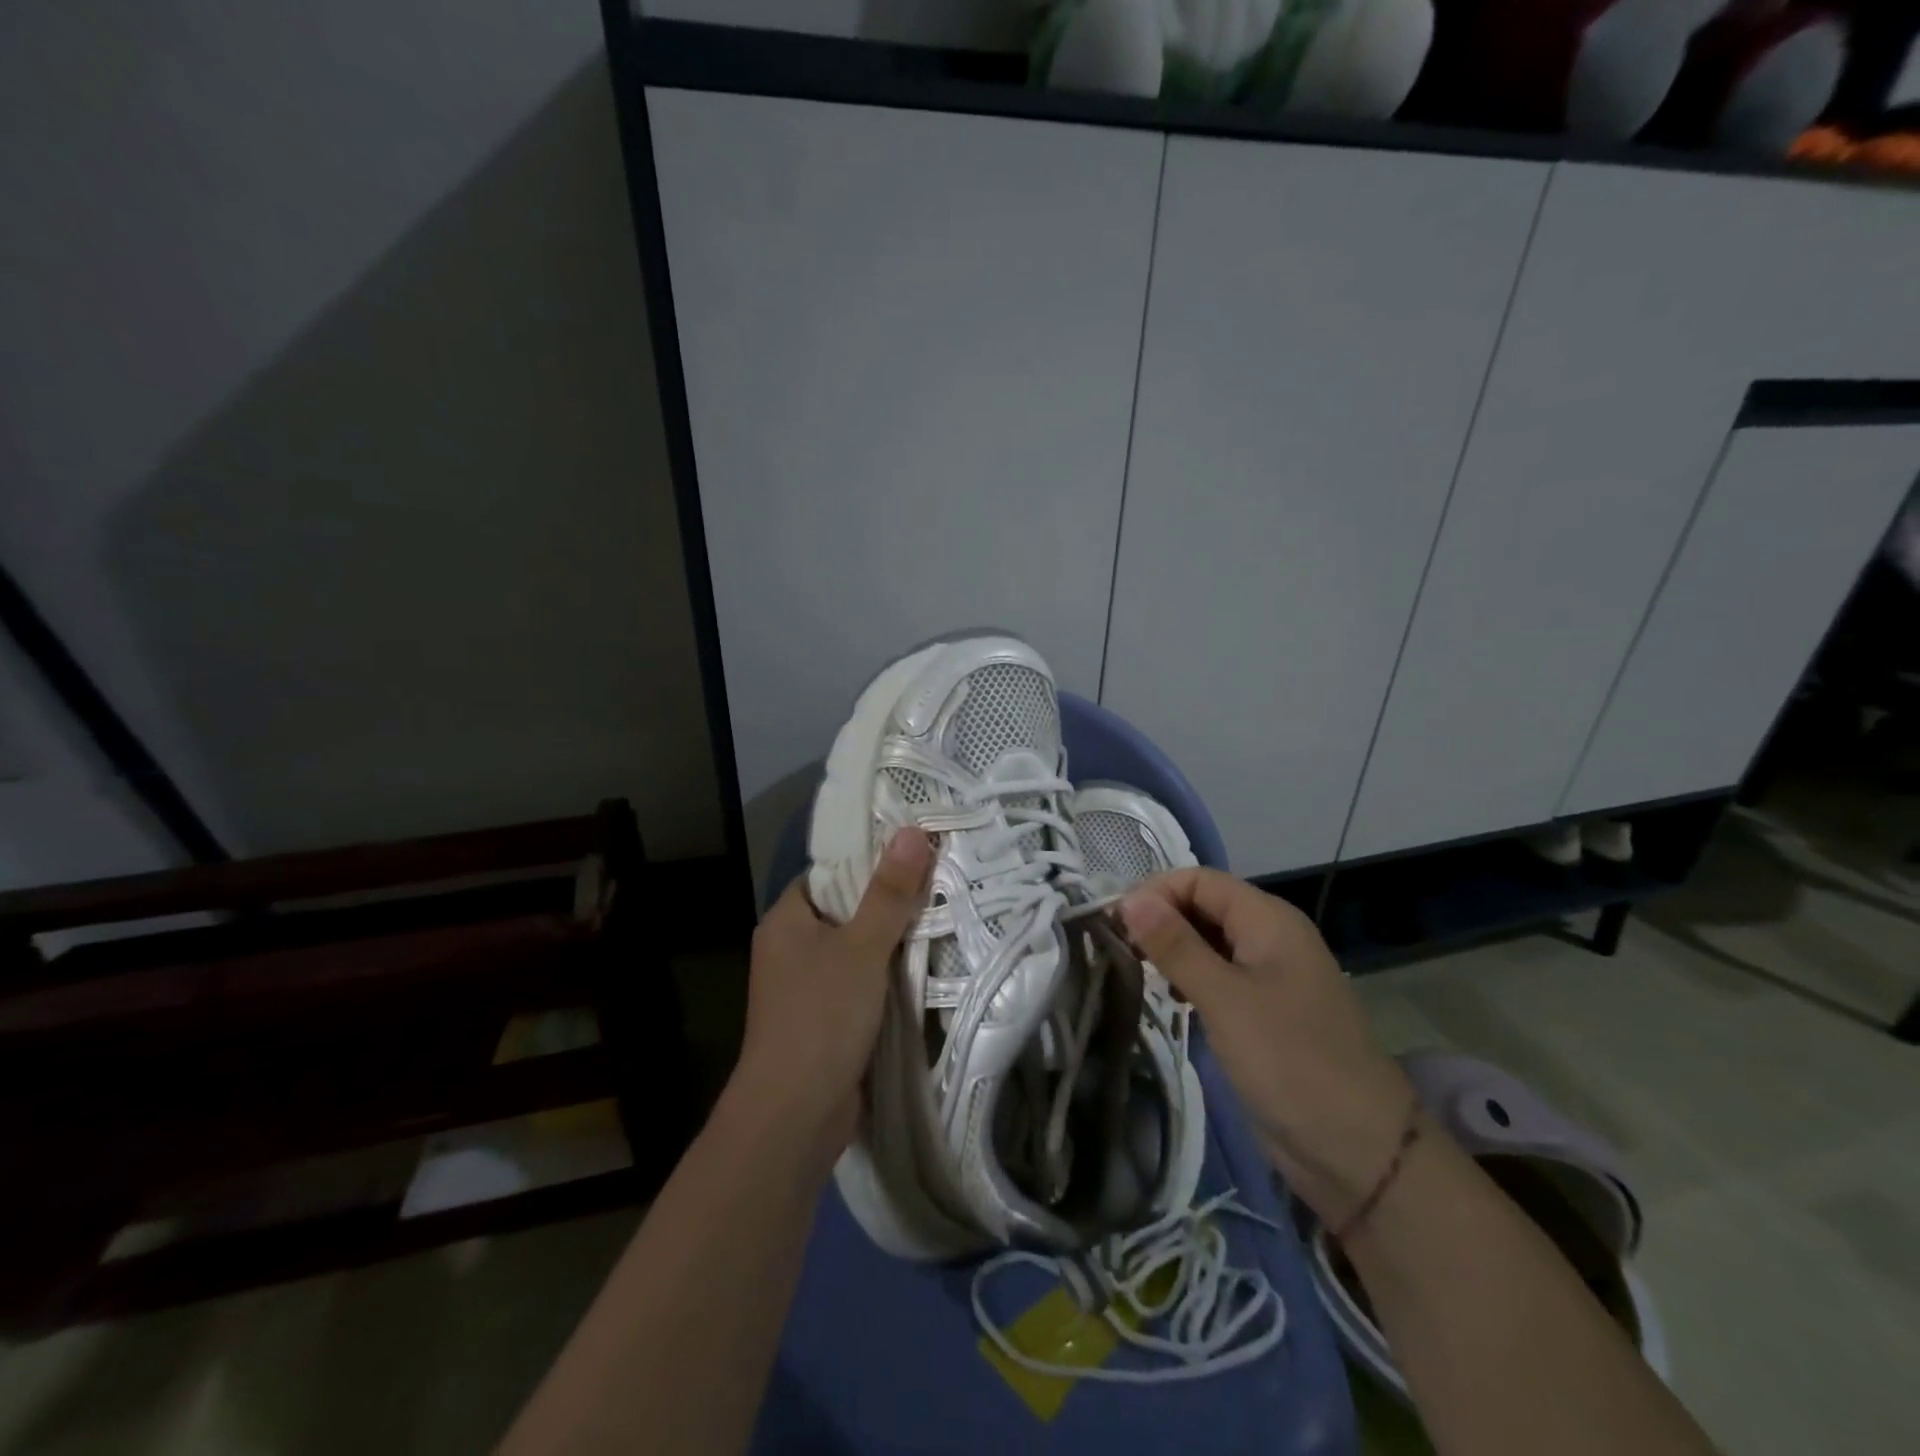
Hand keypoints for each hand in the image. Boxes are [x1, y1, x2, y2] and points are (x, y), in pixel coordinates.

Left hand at [729, 829, 933, 1162]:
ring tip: (944, 913)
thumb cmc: (821, 1017)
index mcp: (786, 920)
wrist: (795, 1116)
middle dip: (889, 900)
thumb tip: (912, 831)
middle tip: (941, 878)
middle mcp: (791, 948)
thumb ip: (889, 893)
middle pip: (846, 909)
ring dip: (893, 940)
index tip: (915, 848)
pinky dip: (889, 974)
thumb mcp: (862, 948)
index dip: (868, 858)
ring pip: (857, 948)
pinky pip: (862, 981)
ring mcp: (807, 986)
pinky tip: (927, 964)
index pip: (829, 872)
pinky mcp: (826, 1018)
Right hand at [1118, 868, 1414, 1229]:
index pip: (1199, 879)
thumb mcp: (1224, 999)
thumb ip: (1175, 945)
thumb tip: (1129, 898)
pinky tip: (1171, 999)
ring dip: (1172, 949)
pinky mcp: (1264, 1011)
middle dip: (1160, 919)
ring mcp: (1269, 975)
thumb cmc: (1290, 1061)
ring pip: (1208, 941)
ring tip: (1137, 972)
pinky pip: (1219, 975)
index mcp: (1269, 919)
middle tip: (1118, 950)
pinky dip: (1189, 978)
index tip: (1113, 923)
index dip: (1155, 892)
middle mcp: (1270, 937)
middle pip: (1204, 906)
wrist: (1360, 1152)